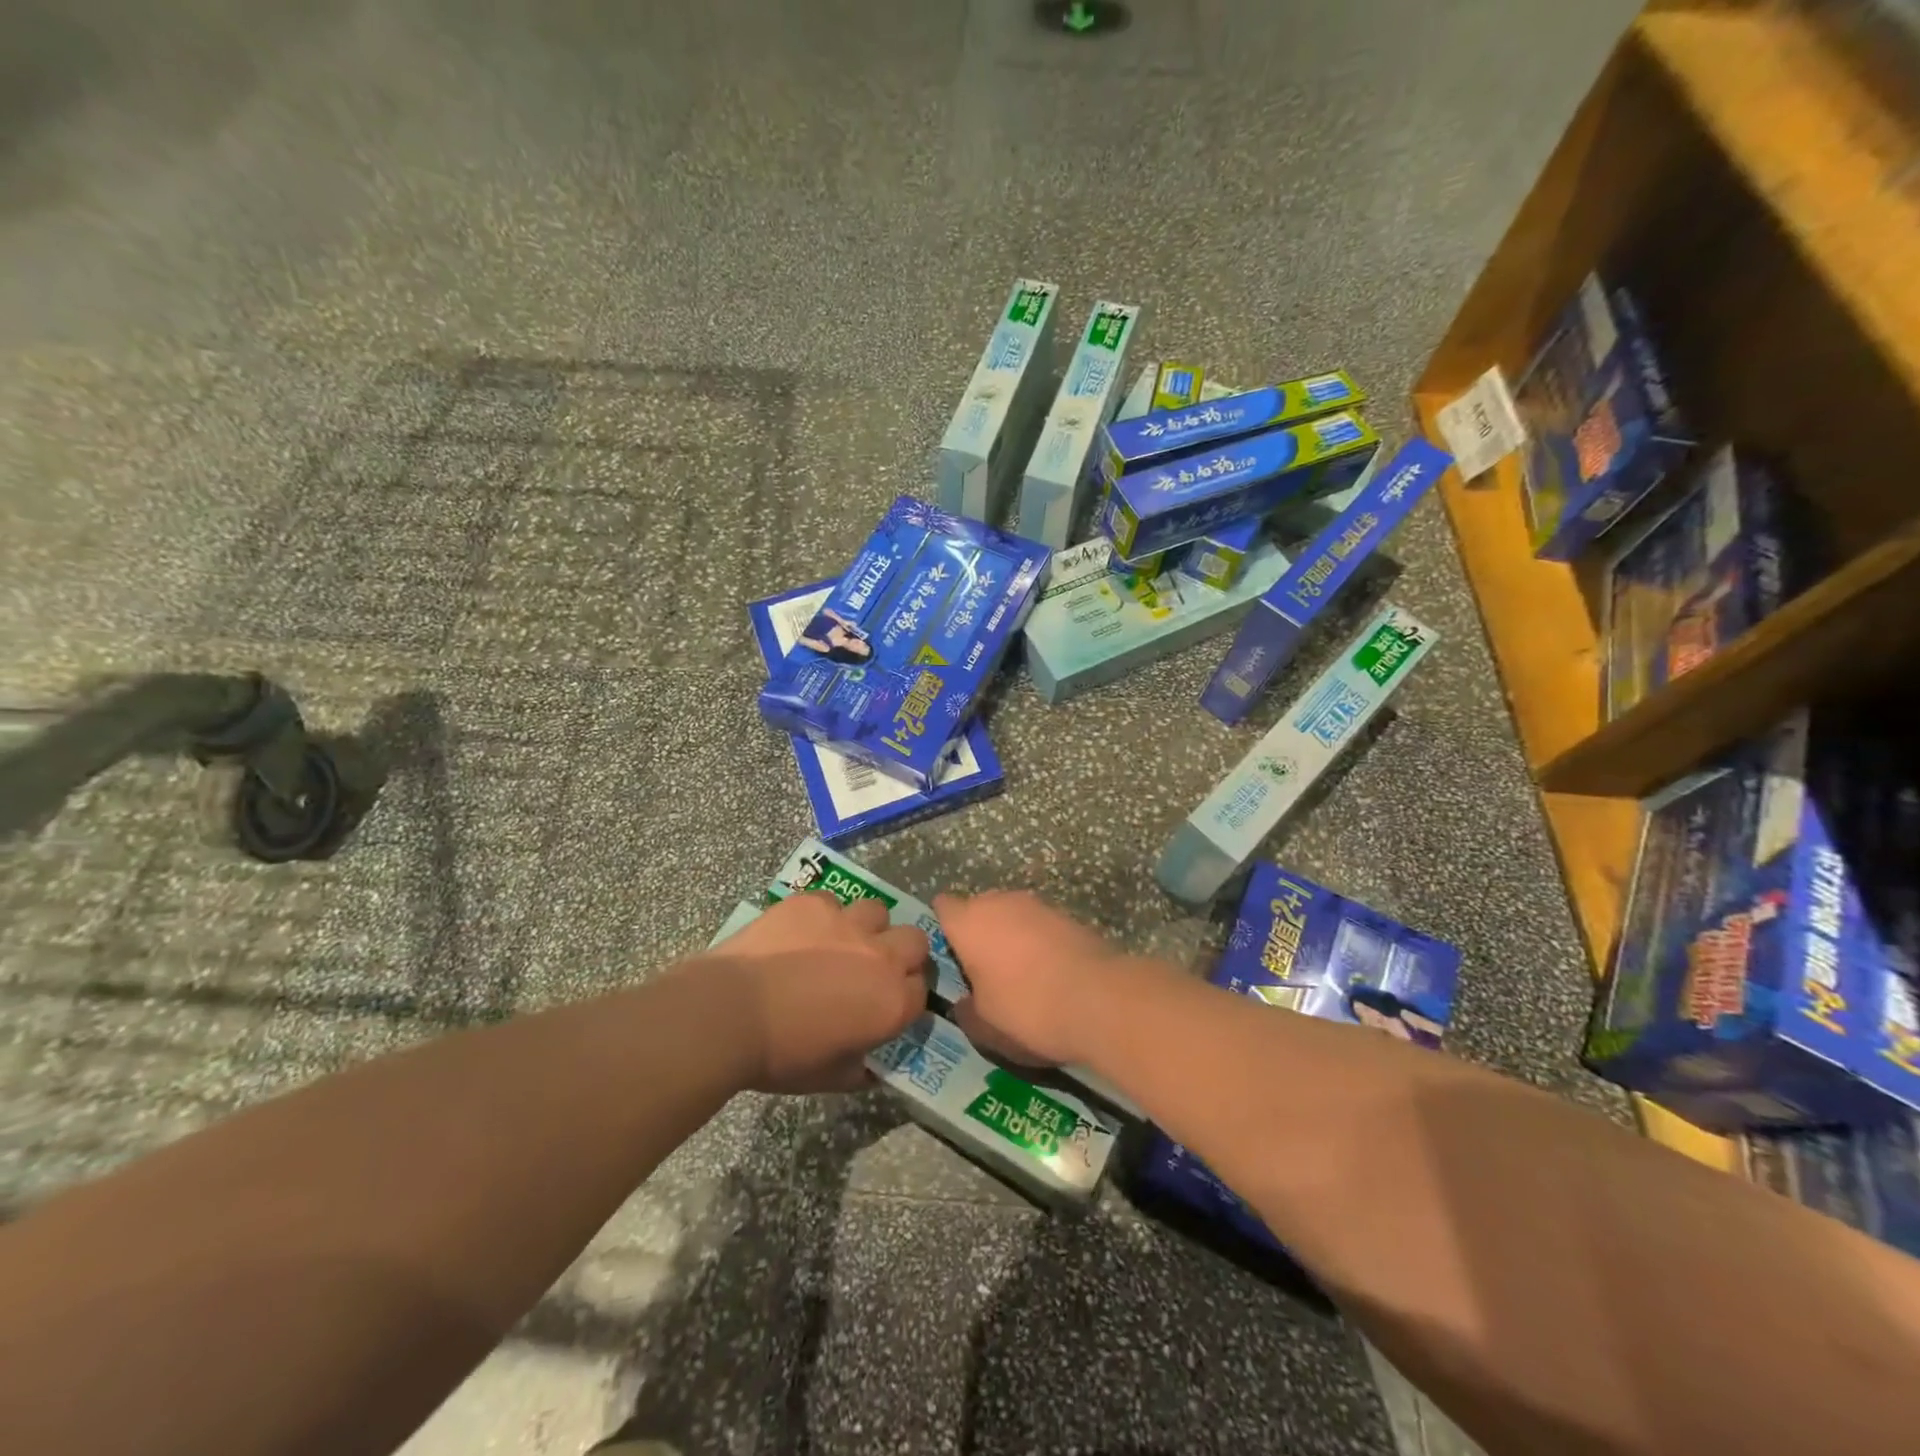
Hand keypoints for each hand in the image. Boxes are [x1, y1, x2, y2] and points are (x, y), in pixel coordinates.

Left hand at [711, 892, 929, 1092]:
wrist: (729, 1012)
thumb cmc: (780, 1055)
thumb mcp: (829, 1077)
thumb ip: (862, 1069)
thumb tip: (873, 1066)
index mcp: (892, 1002)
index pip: (921, 990)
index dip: (905, 996)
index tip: (886, 1003)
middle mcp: (881, 956)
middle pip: (915, 941)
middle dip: (901, 953)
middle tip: (872, 968)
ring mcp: (848, 922)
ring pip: (877, 912)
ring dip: (866, 927)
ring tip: (839, 943)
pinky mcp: (815, 903)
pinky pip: (832, 902)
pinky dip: (823, 917)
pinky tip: (800, 934)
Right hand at [933, 890, 1127, 1067]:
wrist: (1099, 1000)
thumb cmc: (1026, 1010)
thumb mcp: (984, 1027)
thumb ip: (966, 1011)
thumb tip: (965, 1003)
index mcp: (969, 922)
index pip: (943, 907)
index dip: (944, 927)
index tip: (949, 954)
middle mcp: (1000, 902)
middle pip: (979, 908)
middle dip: (979, 932)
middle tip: (983, 970)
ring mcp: (1038, 905)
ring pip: (1012, 915)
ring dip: (1011, 936)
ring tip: (1019, 974)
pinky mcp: (1069, 916)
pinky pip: (1041, 926)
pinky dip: (1040, 943)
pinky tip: (1049, 974)